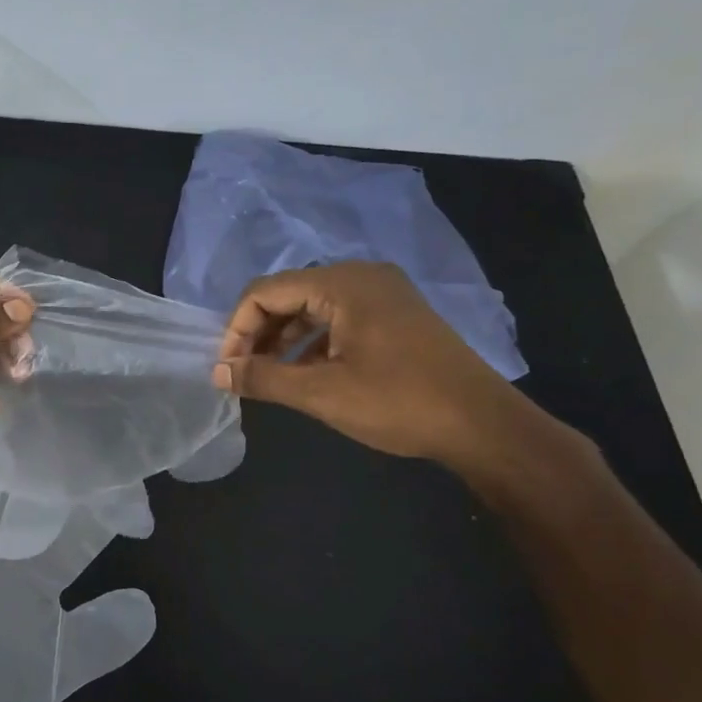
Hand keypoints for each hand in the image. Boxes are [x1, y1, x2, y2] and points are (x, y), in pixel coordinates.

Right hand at [212, 262, 532, 467]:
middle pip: (287, 295)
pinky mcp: (395, 315)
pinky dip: (312, 342)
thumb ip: (263, 378)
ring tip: (269, 377)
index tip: (228, 368)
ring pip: (311, 308)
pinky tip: (305, 374)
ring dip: (283, 340)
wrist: (482, 425)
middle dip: (258, 333)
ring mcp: (382, 294)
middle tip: (244, 373)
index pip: (265, 291)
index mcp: (343, 283)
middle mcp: (361, 277)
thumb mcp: (321, 393)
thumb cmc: (398, 402)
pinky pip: (336, 318)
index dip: (237, 328)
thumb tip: (218, 373)